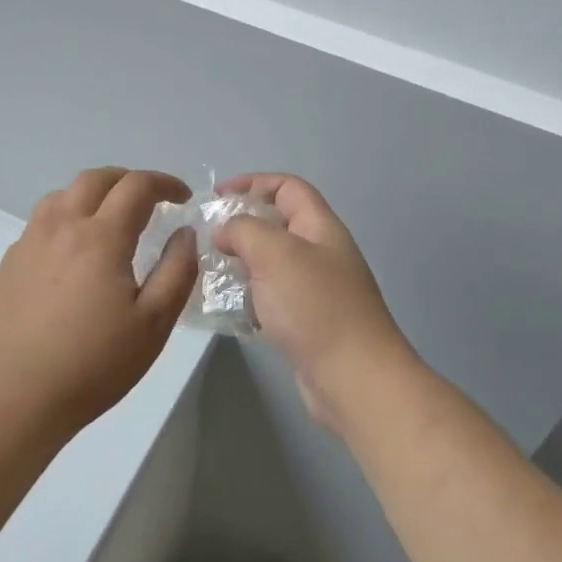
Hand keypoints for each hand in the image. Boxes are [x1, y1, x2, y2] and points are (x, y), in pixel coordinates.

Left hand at [0, 167, 199, 442]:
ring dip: (92, 195)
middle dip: (128, 179)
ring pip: (61, 196)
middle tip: (149, 200)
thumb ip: (177, 271)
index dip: (165, 183)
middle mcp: (60, 227)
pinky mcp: (7, 266)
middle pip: (95, 179)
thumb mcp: (153, 325)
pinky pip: (40, 225)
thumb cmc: (91, 365)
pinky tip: (72, 257)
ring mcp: (28, 244)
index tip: (182, 197)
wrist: (11, 400)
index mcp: (100, 237)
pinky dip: (66, 221)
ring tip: (109, 220)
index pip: (137, 186)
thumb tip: (184, 233)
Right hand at [214, 174, 417, 429]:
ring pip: (272, 262)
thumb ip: (244, 230)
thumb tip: (225, 231)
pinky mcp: (307, 322)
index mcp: (320, 227)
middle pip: (279, 223)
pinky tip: (228, 308)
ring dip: (242, 261)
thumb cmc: (315, 306)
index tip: (215, 196)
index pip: (287, 187)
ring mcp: (316, 289)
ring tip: (210, 271)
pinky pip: (272, 296)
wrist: (354, 379)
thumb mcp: (274, 253)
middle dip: (242, 224)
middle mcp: (321, 252)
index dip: (252, 182)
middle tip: (207, 238)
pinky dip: (249, 296)